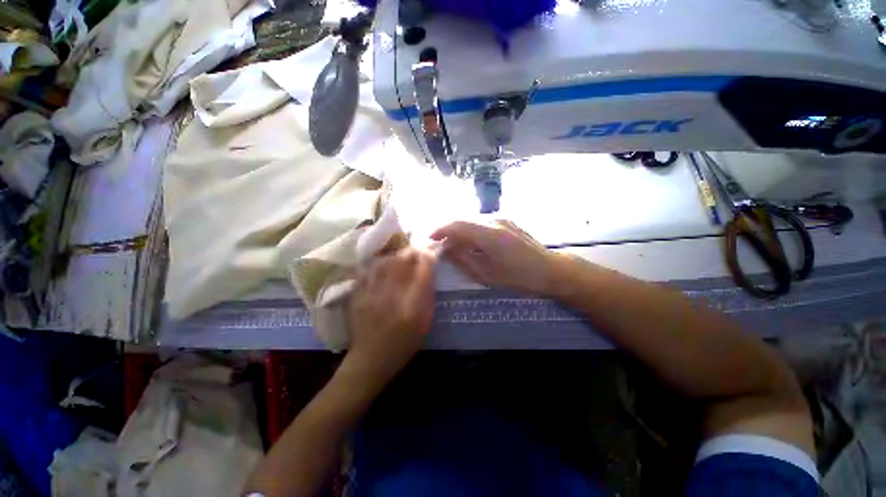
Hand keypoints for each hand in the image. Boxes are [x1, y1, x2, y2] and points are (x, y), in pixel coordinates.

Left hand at [345, 247, 437, 383]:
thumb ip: (427, 294)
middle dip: (413, 251)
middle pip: (402, 261)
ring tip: (402, 256)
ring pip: (384, 261)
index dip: (428, 257)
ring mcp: (371, 294)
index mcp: (412, 307)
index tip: (432, 252)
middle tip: (418, 250)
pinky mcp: (357, 294)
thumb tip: (429, 270)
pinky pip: (369, 269)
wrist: (370, 359)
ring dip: (396, 255)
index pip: (422, 271)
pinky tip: (384, 264)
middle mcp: (391, 296)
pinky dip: (379, 263)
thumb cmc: (404, 343)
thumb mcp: (425, 322)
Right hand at [430, 221, 562, 295]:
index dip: (440, 230)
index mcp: (490, 235)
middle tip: (440, 245)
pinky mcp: (506, 221)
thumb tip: (446, 248)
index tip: (430, 239)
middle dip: (448, 231)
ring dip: (460, 231)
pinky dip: (471, 231)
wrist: (551, 269)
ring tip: (454, 246)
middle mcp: (495, 221)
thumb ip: (464, 259)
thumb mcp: (488, 274)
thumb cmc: (520, 277)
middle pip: (463, 220)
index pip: (458, 225)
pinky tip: (472, 244)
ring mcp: (502, 219)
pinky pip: (482, 223)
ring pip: (472, 221)